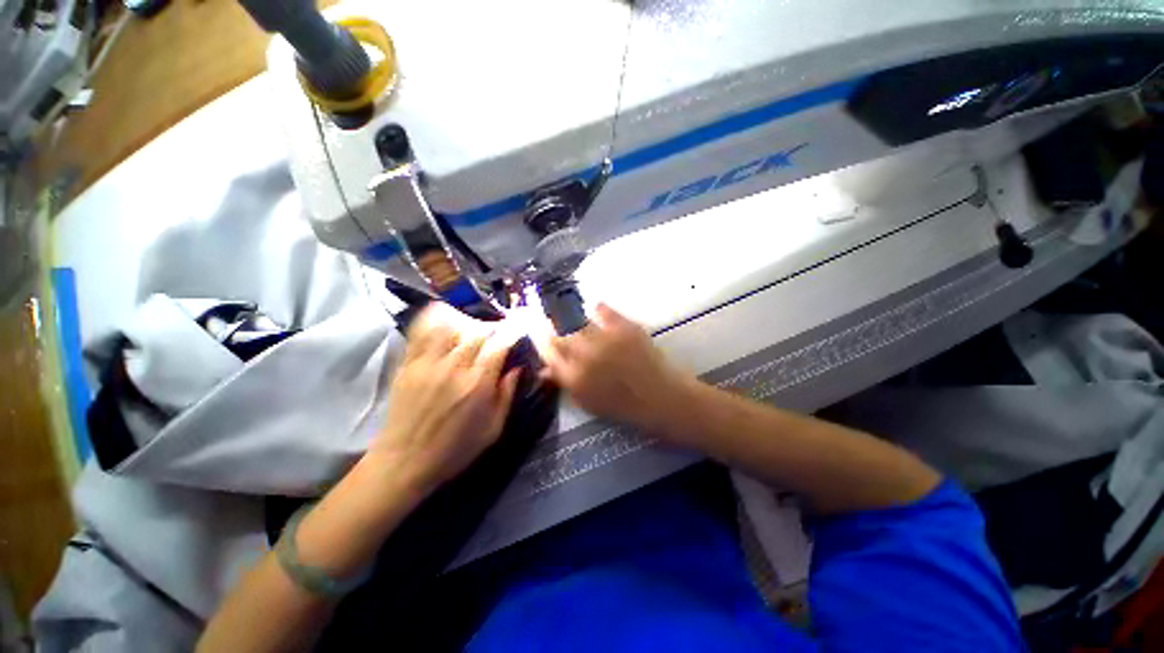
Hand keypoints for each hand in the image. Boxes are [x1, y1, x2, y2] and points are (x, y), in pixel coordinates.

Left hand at [371, 304, 519, 494]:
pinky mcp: (408, 365)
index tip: (518, 331)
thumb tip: (518, 367)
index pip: (499, 345)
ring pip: (450, 327)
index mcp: (478, 384)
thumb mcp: (493, 429)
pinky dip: (433, 321)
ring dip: (466, 324)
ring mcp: (428, 364)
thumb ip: (507, 394)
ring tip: (472, 328)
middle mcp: (454, 368)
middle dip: (492, 328)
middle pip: (477, 332)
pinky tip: (443, 319)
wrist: (404, 462)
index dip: (511, 333)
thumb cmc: (455, 449)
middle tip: (498, 332)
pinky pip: (420, 333)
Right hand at [539, 303, 696, 439]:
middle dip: (554, 329)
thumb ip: (565, 384)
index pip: (549, 354)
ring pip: (577, 321)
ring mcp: (606, 340)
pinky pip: (604, 311)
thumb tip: (544, 370)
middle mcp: (585, 357)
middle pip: (560, 335)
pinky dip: (599, 309)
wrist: (663, 399)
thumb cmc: (625, 407)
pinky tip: (596, 309)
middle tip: (556, 325)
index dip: (544, 343)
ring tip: (572, 315)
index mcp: (575, 379)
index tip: (544, 337)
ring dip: (571, 318)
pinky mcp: (625, 328)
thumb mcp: (589, 403)